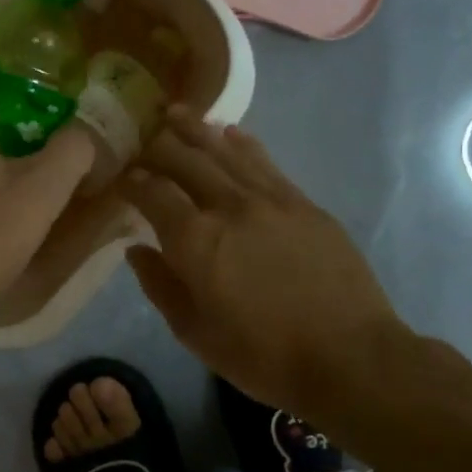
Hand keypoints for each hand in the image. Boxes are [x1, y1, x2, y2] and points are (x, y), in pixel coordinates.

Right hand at [122, 110, 408, 417]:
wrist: (350, 357)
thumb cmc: (262, 355)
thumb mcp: (194, 333)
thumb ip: (160, 286)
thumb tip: (137, 250)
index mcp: (194, 239)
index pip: (152, 192)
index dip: (132, 180)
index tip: (121, 177)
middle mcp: (228, 206)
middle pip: (185, 160)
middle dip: (159, 145)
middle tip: (143, 137)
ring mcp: (270, 200)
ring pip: (225, 152)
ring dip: (196, 130)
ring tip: (177, 113)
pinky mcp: (303, 204)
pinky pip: (265, 162)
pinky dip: (242, 144)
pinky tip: (230, 133)